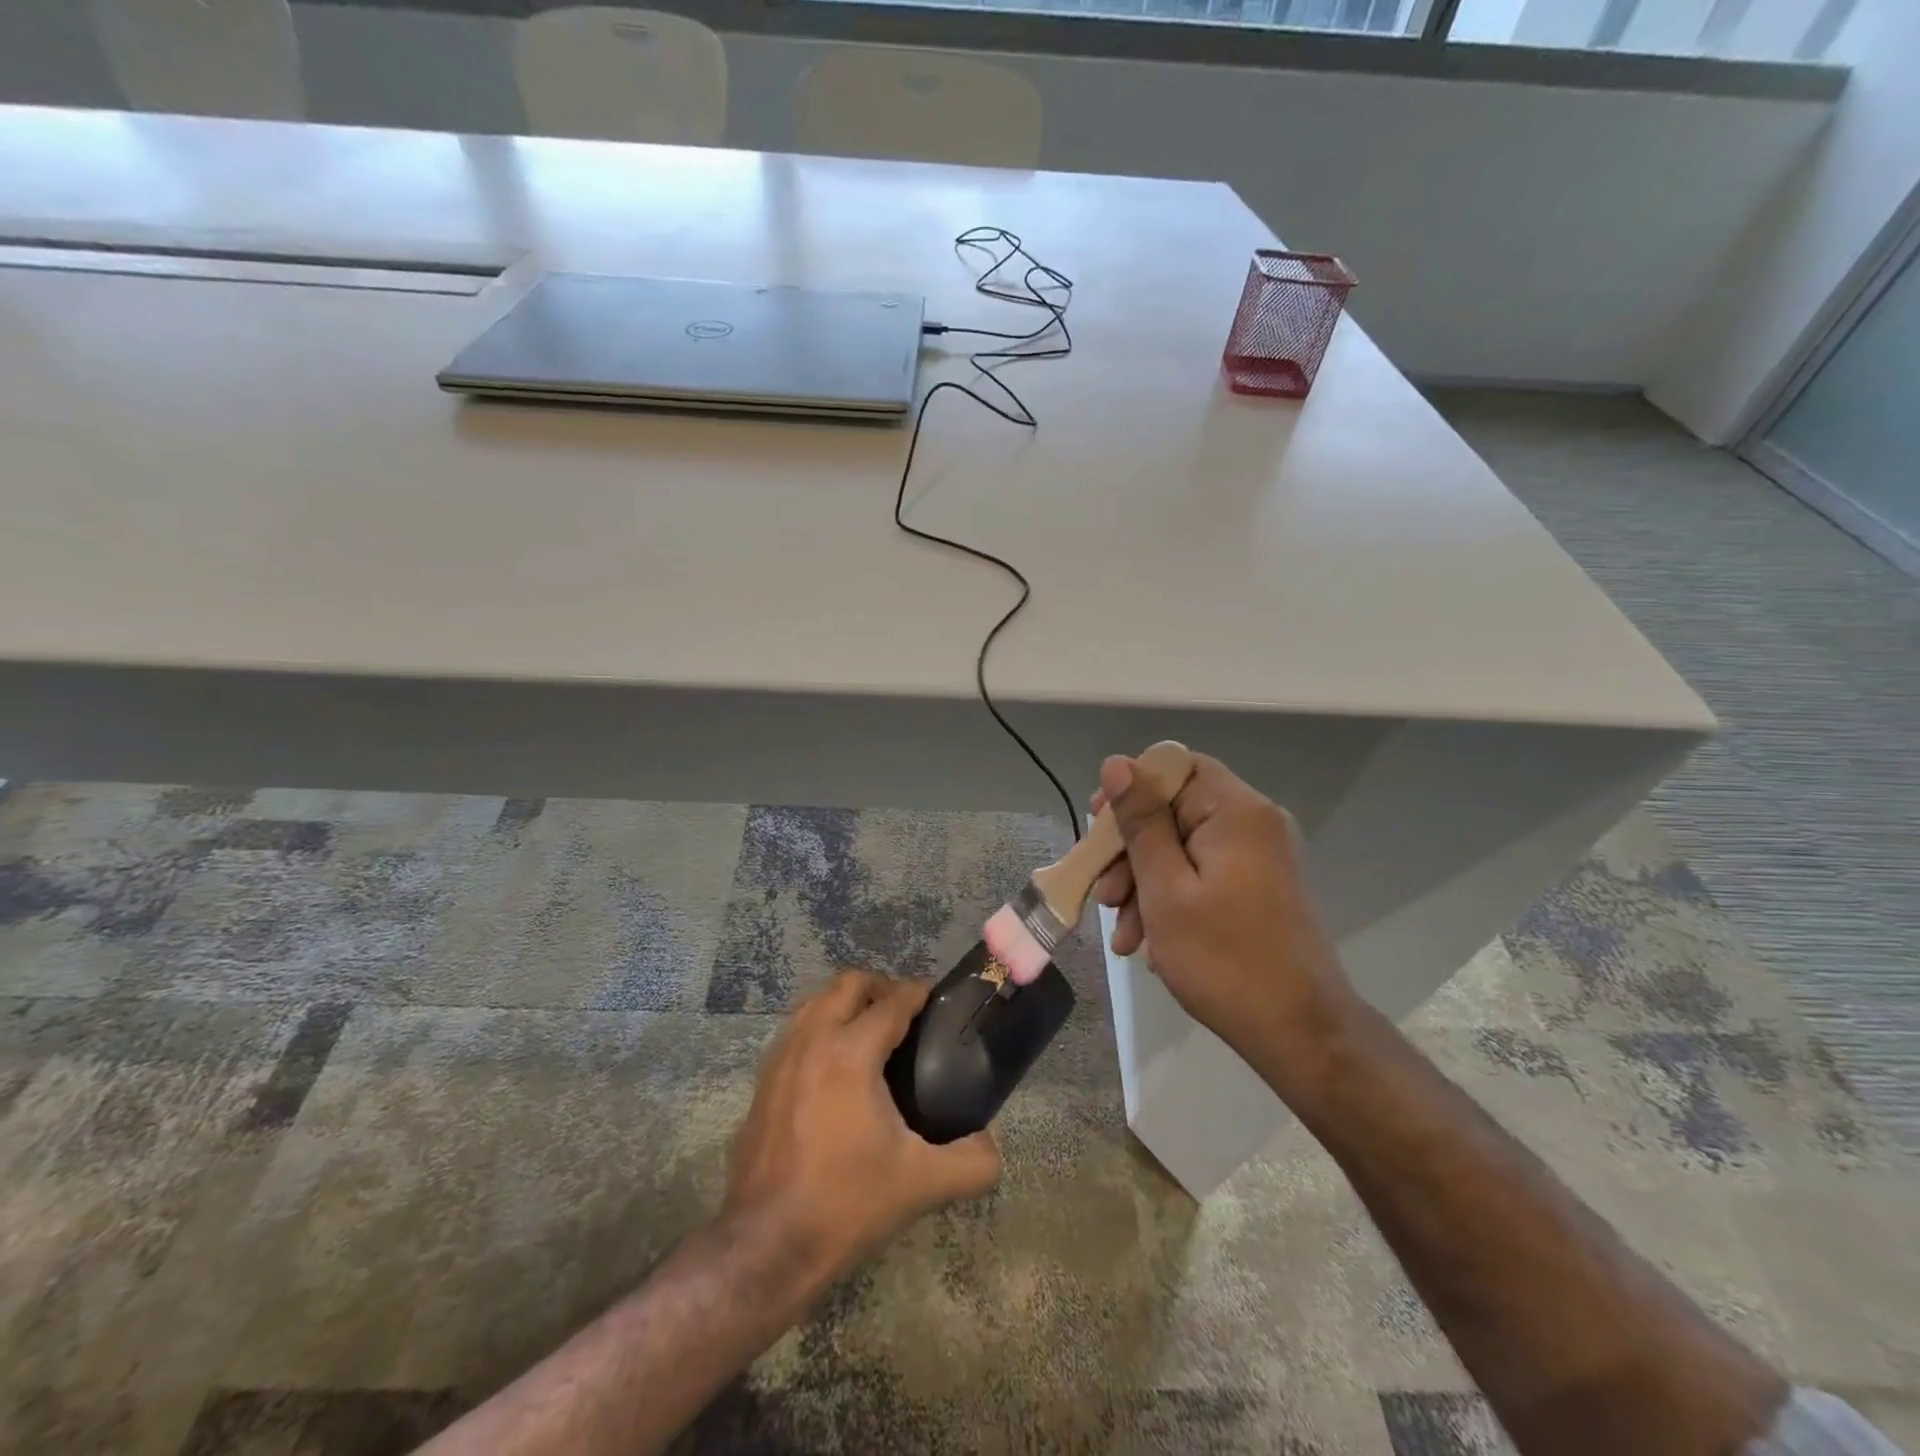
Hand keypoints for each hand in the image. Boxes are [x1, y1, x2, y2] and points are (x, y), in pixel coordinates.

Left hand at [722, 971, 1000, 1289]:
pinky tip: (835, 1065)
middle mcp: (812, 1039)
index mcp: (851, 1052)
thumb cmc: (845, 1203)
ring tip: (872, 1032)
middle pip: (849, 983)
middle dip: (881, 987)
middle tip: (906, 1014)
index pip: (892, 1001)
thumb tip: (992, 1145)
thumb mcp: (920, 1184)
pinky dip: (821, 1026)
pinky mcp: (762, 1080)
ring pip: (816, 1000)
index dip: (918, 993)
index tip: (937, 999)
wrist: (765, 1244)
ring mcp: (780, 1057)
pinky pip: (797, 1029)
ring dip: (847, 1003)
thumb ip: (971, 1162)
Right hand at [1091, 752, 1360, 1105]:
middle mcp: (1254, 824)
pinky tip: (1148, 944)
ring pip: (1183, 848)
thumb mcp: (1166, 889)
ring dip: (1144, 885)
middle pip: (1174, 811)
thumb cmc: (1225, 959)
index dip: (1130, 789)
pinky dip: (1171, 900)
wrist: (1301, 1034)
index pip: (1175, 767)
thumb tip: (1117, 763)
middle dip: (1130, 852)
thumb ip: (1141, 822)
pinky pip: (1202, 875)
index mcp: (1236, 812)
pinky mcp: (1259, 888)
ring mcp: (1260, 858)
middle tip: (1105, 896)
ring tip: (1124, 937)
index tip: (1097, 827)